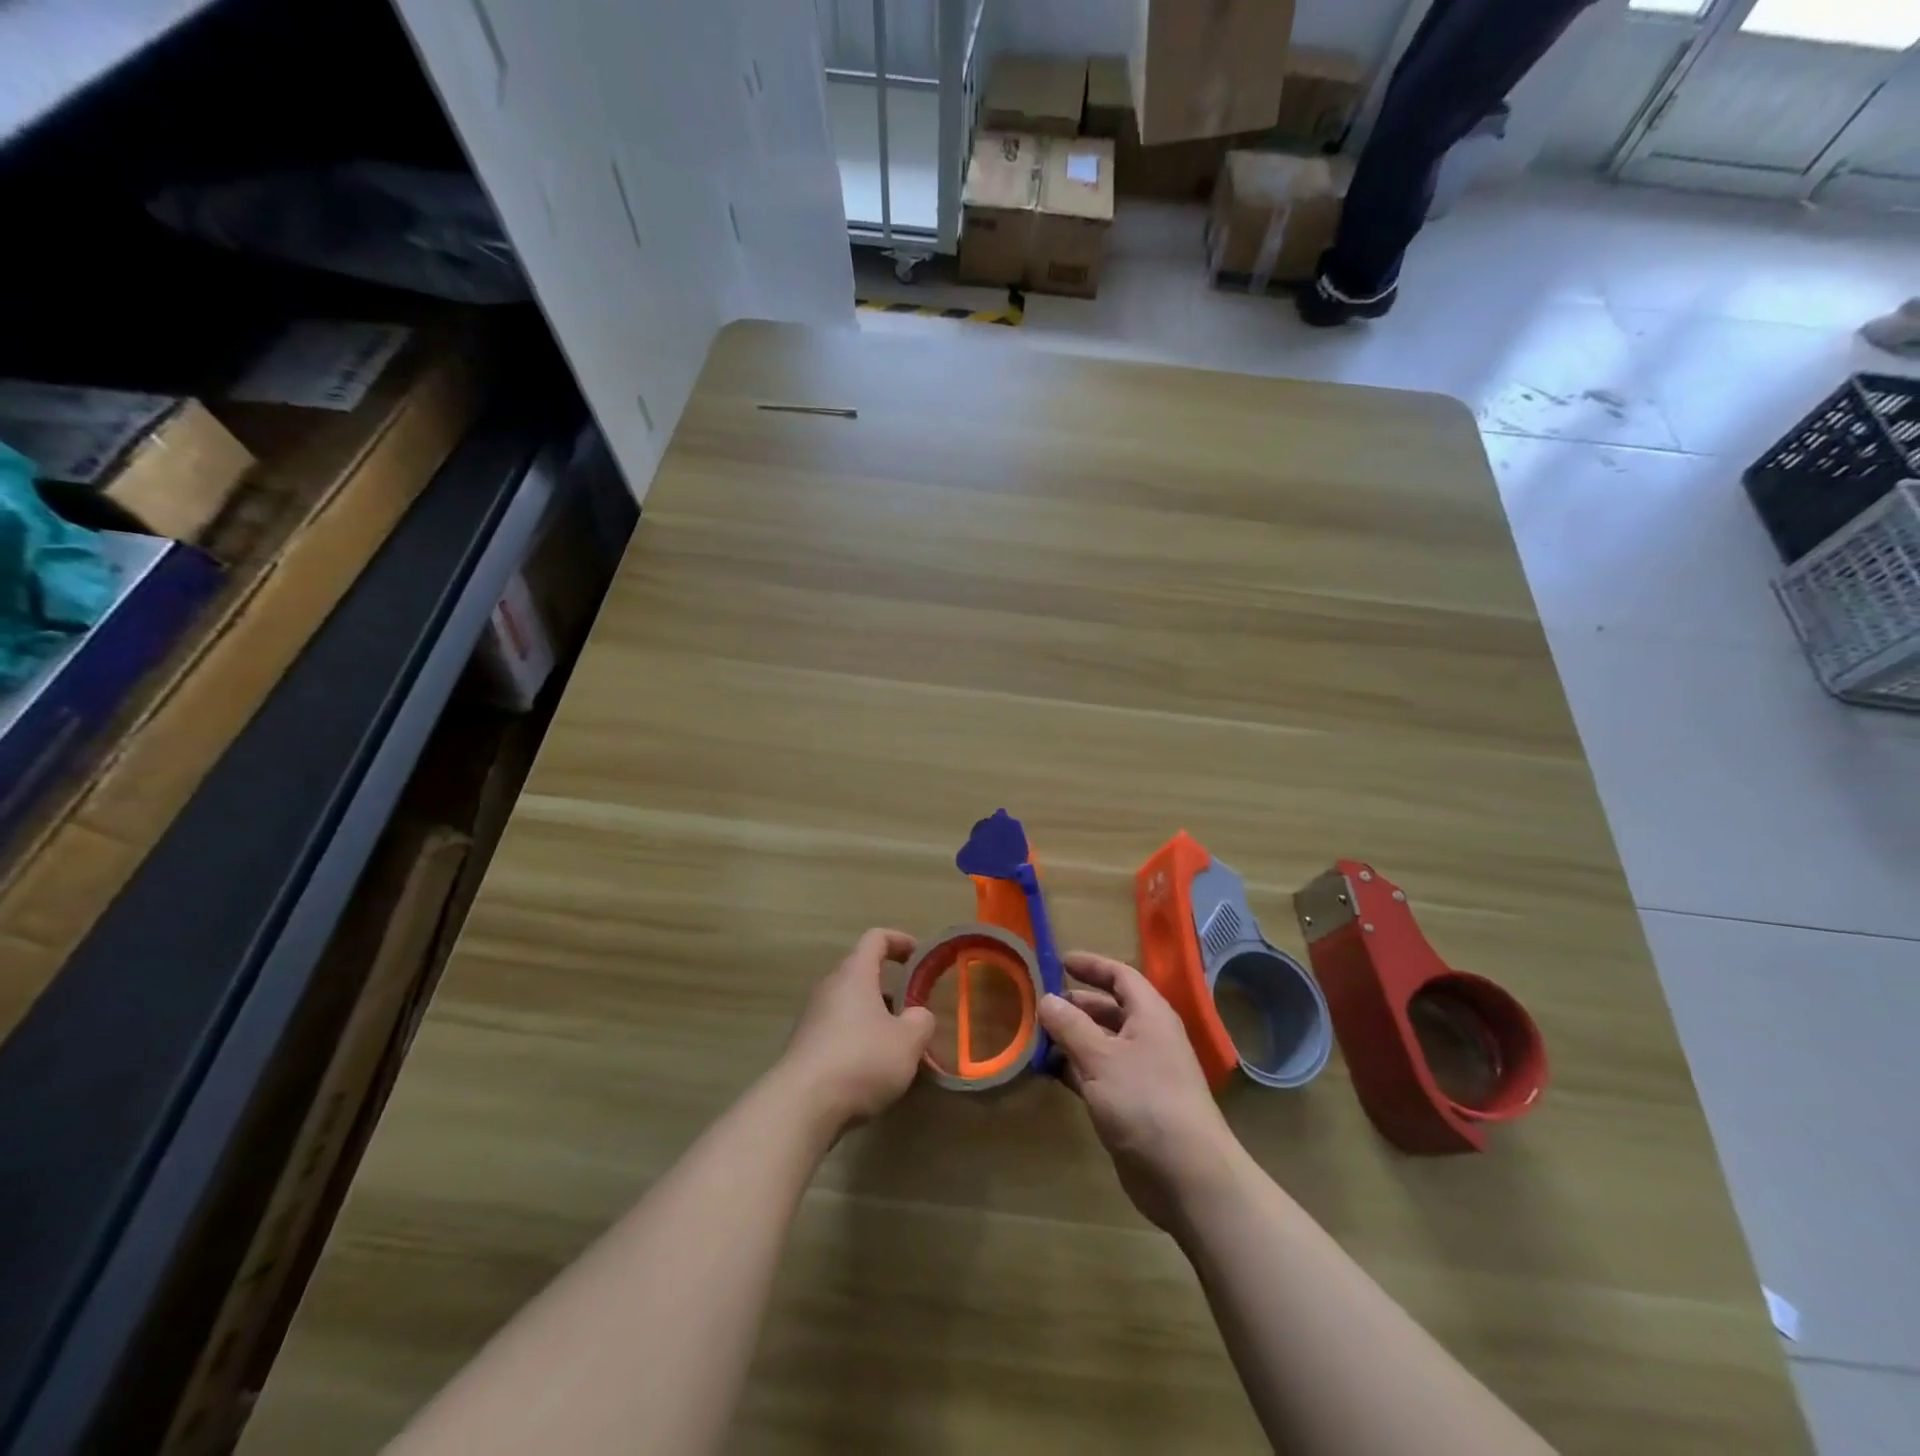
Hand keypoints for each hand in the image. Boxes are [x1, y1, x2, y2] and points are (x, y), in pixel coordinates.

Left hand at [780, 929, 934, 1133]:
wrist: (802, 1105)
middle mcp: (830, 987)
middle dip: (890, 988)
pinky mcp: (804, 1047)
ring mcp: (812, 1017)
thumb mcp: (908, 1041)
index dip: (900, 941)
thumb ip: (921, 1021)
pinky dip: (857, 1040)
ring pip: (850, 1005)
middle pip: (861, 973)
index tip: (919, 956)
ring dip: (875, 1017)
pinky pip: (837, 1031)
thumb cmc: (862, 1060)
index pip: (876, 938)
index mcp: (854, 974)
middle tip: (913, 1010)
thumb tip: (917, 1015)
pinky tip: (872, 1070)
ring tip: (897, 1046)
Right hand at [1040, 951, 1244, 1232]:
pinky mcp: (1132, 1105)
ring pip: (1101, 1043)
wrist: (1188, 1176)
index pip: (1121, 976)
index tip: (1059, 961)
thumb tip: (1046, 998)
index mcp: (1150, 1015)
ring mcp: (1141, 1073)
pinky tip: (1048, 1071)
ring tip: (1035, 1036)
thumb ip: (1070, 1026)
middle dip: (1075, 1004)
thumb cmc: (1145, 1102)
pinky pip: (1098, 1074)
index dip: (1092, 965)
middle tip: (1038, 1003)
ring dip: (1071, 1038)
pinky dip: (1075, 1068)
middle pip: (1109, 1009)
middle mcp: (1148, 1038)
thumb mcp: (1101, 1058)